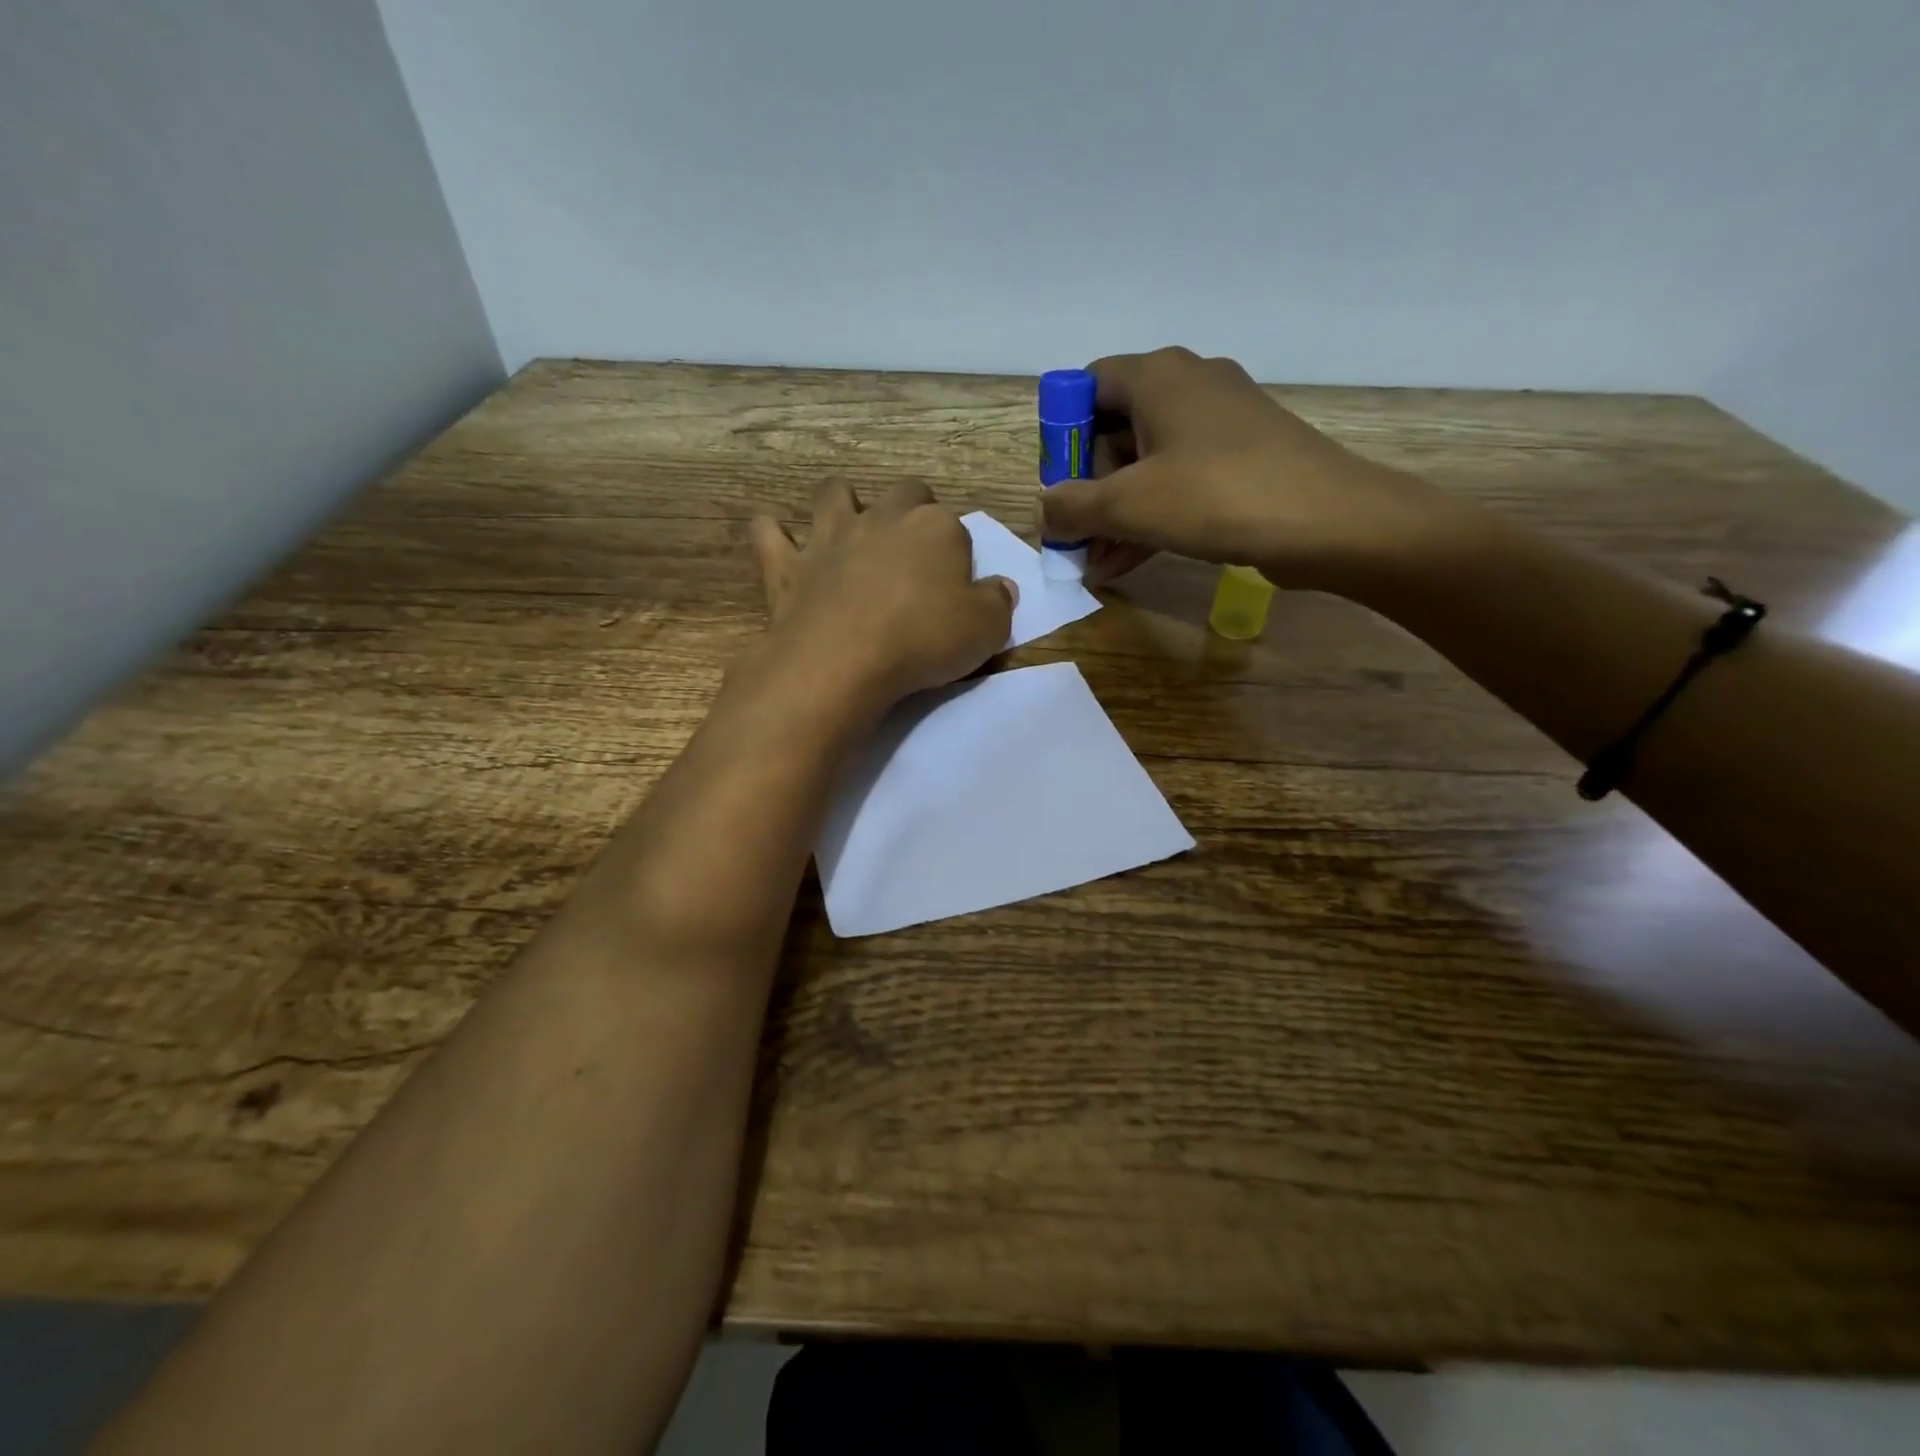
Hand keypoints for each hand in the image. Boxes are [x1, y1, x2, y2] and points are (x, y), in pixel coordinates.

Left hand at [748, 480, 1015, 713]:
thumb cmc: (923, 641)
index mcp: (936, 528)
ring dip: (843, 503)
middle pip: (904, 493)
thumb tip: (1001, 588)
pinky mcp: (787, 564)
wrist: (843, 660)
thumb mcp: (985, 630)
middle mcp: (883, 518)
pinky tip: (778, 543)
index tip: (956, 586)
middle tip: (913, 552)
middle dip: (911, 511)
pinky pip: (769, 533)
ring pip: (835, 494)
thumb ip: (997, 603)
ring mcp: (830, 536)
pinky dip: (773, 534)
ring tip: (849, 529)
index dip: (957, 554)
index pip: (956, 527)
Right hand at [1040, 347, 1453, 593]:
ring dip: (1116, 514)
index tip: (1056, 484)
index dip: (1062, 435)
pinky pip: (1180, 483)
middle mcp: (1188, 386)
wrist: (1328, 520)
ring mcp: (1220, 424)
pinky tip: (1126, 564)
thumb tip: (1043, 509)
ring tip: (1093, 564)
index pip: (1087, 386)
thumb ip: (1072, 507)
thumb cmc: (1215, 496)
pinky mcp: (1242, 459)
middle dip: (1088, 489)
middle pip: (1115, 430)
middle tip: (1074, 536)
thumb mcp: (1128, 505)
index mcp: (1157, 377)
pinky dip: (1151, 518)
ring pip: (1147, 465)